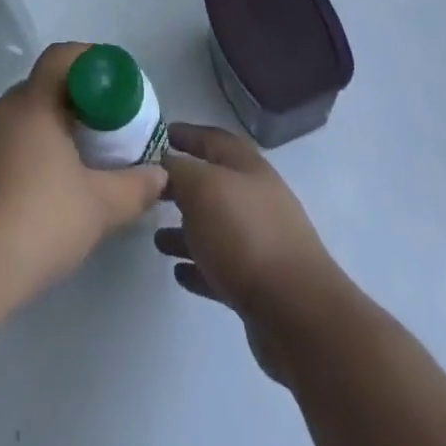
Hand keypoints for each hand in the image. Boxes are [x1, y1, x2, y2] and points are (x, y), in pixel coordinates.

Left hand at [0, 43, 166, 315]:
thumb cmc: (33, 225)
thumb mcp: (97, 210)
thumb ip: (134, 189)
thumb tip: (159, 176)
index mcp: (32, 105)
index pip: (61, 57)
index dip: (89, 61)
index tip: (111, 85)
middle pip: (39, 92)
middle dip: (70, 107)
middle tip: (97, 136)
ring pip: (14, 126)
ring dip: (40, 139)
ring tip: (63, 176)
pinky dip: (13, 166)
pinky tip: (24, 207)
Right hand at [156, 124, 346, 382]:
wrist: (295, 311)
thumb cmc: (244, 235)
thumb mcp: (202, 188)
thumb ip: (178, 170)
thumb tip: (164, 163)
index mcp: (247, 167)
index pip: (213, 138)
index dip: (187, 134)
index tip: (159, 135)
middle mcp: (256, 198)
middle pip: (213, 184)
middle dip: (182, 185)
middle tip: (151, 190)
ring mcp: (260, 242)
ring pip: (215, 227)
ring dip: (186, 230)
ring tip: (156, 239)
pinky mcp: (258, 284)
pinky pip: (220, 267)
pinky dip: (199, 266)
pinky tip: (178, 273)